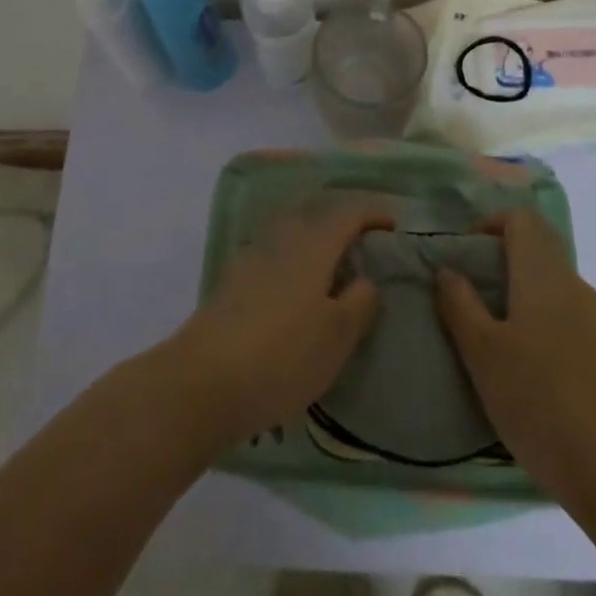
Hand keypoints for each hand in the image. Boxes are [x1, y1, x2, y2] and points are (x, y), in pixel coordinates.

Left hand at [164, 202, 394, 445]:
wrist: (202, 382)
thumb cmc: (282, 357)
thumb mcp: (337, 336)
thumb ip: (360, 302)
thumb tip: (365, 279)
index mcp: (312, 247)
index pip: (346, 214)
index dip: (372, 214)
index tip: (393, 226)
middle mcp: (280, 242)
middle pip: (314, 219)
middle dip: (339, 227)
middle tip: (361, 250)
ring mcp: (250, 261)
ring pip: (289, 240)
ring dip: (312, 247)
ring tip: (330, 277)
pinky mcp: (230, 286)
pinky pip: (270, 262)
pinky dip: (289, 269)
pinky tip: (292, 299)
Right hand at [436, 207, 595, 500]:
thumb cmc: (540, 401)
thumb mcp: (482, 354)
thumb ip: (460, 305)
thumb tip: (447, 269)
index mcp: (543, 275)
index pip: (521, 219)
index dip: (489, 224)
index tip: (463, 254)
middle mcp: (573, 286)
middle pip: (538, 248)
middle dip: (500, 259)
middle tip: (468, 293)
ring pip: (552, 285)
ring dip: (519, 293)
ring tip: (490, 334)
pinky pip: (566, 318)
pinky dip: (540, 322)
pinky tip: (526, 368)